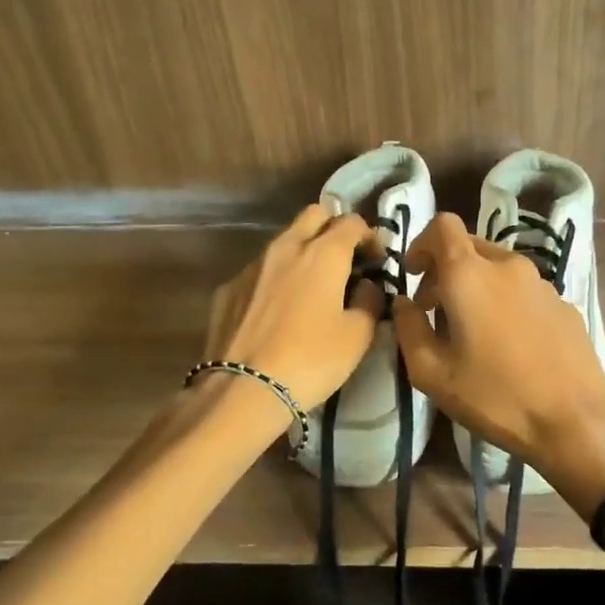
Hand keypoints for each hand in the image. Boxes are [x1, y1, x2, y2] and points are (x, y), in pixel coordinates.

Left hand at [203, 204, 385, 411]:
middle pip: (314, 215)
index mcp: (323, 253)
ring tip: (311, 287)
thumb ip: (370, 301)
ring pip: (283, 240)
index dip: (370, 236)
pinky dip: (276, 279)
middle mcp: (286, 247)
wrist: (243, 390)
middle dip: (333, 228)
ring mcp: (252, 265)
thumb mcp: (358, 336)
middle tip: (345, 259)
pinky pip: (259, 270)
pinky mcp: (228, 288)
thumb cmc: (311, 360)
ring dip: (303, 252)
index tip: (377, 260)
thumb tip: (367, 286)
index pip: (352, 222)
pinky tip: (278, 311)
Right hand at [391, 213, 604, 509]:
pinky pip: (524, 290)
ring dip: (477, 287)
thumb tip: (404, 303)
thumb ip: (409, 328)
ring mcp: (542, 283)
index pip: (443, 225)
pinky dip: (506, 302)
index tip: (415, 276)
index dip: (422, 244)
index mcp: (470, 274)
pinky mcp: (564, 303)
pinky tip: (510, 345)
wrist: (574, 421)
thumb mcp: (432, 372)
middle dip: (446, 270)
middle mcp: (508, 266)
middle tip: (436, 311)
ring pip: (499, 268)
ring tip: (474, 332)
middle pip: (470, 247)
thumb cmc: (495, 397)